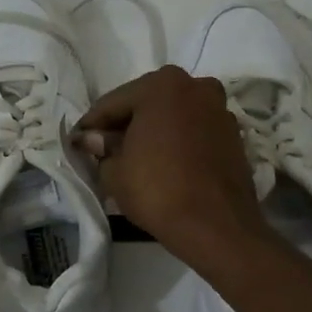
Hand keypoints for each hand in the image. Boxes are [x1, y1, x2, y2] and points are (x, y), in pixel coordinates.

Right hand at [73, 66, 271, 269]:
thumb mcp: (114, 172)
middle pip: (147, 104)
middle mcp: (195, 87)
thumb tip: (94, 140)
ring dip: (152, 132)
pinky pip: (193, 132)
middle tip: (103, 150)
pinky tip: (162, 164)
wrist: (216, 226)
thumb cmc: (157, 190)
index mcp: (162, 85)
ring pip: (173, 117)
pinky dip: (176, 142)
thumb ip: (102, 149)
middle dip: (124, 125)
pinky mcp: (233, 136)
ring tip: (133, 159)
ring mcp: (219, 110)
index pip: (113, 103)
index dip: (91, 125)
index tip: (77, 142)